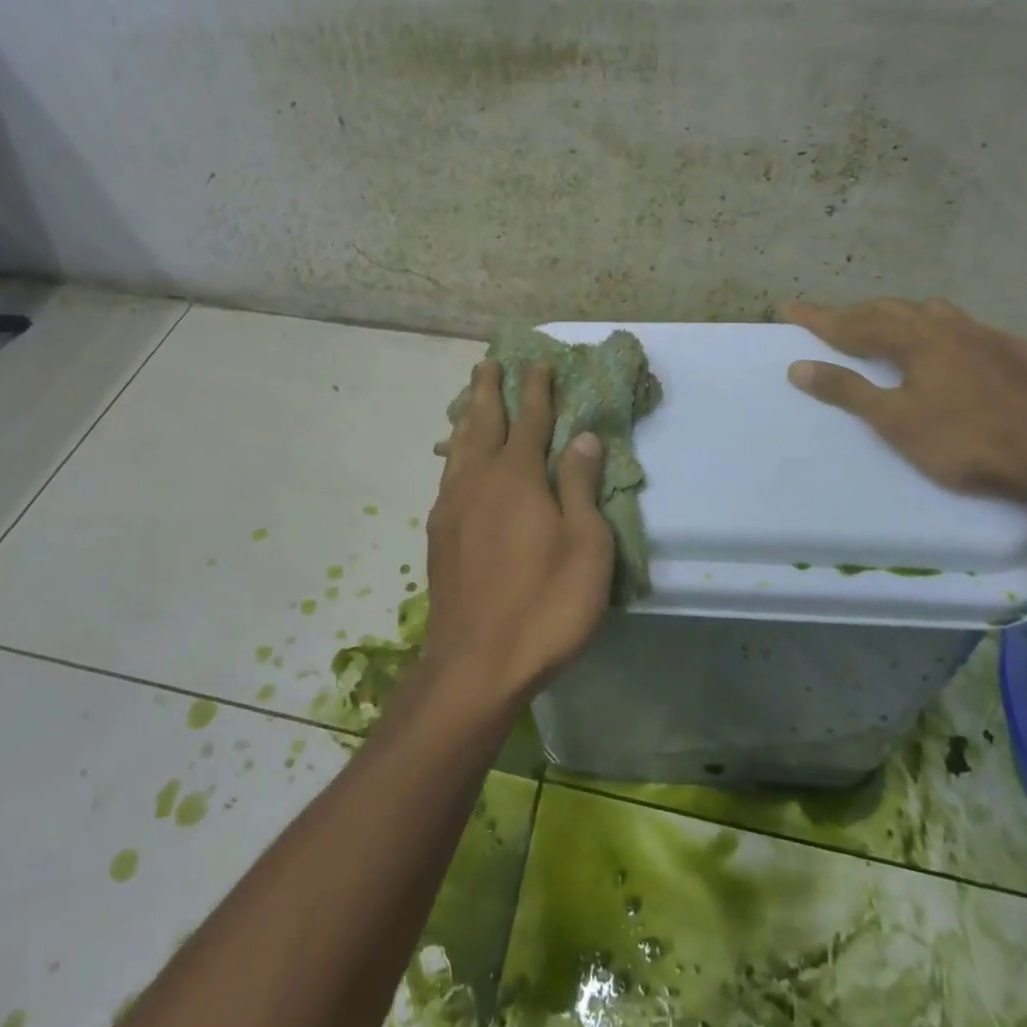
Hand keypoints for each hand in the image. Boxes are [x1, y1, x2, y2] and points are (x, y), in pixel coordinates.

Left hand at [423, 362, 612, 714]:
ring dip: (467, 417)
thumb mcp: (586, 546)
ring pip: (460, 447)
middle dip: (489, 390)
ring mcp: (453, 507)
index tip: (538, 363)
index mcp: (517, 476)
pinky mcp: (440, 534)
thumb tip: (583, 437)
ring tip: (469, 399)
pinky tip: (456, 460)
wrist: (476, 664)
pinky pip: (448, 475)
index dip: (537, 390)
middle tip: (488, 363)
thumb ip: (581, 486)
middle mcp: (479, 480)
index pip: (530, 419)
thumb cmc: (546, 604)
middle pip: (483, 422)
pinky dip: (455, 453)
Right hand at [782, 298, 1026, 501]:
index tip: (789, 308)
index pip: (855, 323)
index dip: (820, 318)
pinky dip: (950, 335)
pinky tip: (960, 350)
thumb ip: (848, 391)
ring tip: (891, 327)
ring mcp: (991, 338)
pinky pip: (974, 333)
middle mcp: (950, 327)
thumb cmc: (967, 440)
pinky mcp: (1023, 356)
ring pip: (937, 315)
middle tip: (834, 321)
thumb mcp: (896, 421)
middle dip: (859, 314)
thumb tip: (798, 366)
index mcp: (916, 339)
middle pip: (894, 311)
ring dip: (905, 317)